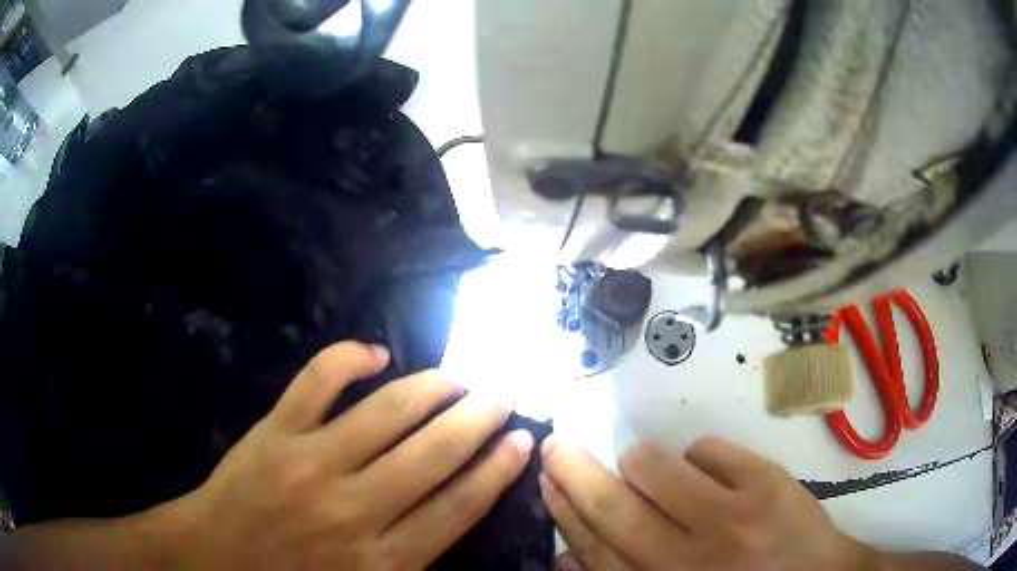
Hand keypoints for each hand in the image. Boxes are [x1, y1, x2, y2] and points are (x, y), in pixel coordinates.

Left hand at [173, 341, 533, 569]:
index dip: (497, 470)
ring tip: (456, 378)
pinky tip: (376, 354)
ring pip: (387, 413)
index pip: (459, 507)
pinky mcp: (275, 431)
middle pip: (434, 455)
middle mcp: (356, 510)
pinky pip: (317, 381)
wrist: (216, 558)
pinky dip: (350, 358)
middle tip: (501, 394)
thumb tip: (457, 512)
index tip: (521, 440)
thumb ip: (414, 560)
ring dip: (431, 388)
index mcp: (383, 560)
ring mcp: (311, 463)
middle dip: (478, 419)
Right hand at [540, 437, 875, 570]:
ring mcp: (733, 517)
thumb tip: (566, 553)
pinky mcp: (767, 483)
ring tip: (644, 467)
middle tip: (557, 446)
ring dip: (641, 461)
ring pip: (657, 465)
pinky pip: (709, 449)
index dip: (566, 509)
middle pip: (614, 507)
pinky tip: (707, 475)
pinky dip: (697, 456)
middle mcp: (690, 560)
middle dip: (576, 471)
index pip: (595, 547)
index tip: (546, 478)